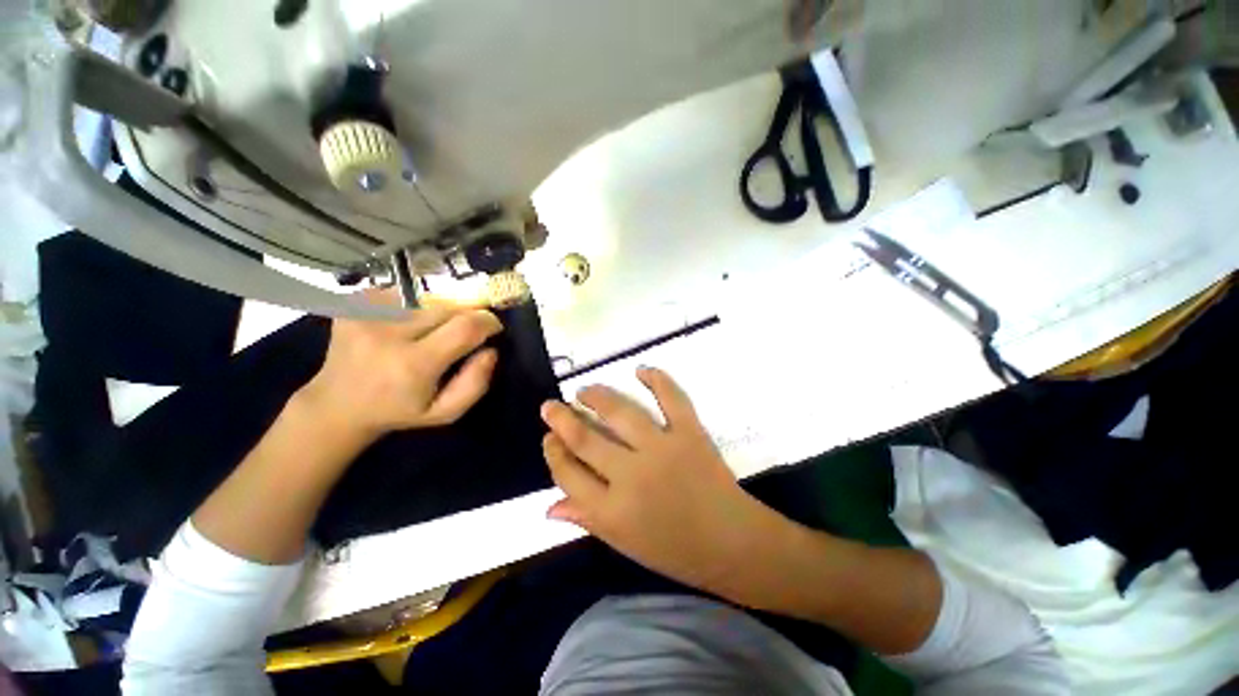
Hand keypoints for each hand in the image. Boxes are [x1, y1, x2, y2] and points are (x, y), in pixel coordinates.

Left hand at [297, 290, 502, 447]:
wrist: (336, 405)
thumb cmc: (398, 411)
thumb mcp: (445, 412)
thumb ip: (475, 384)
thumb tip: (490, 350)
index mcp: (412, 364)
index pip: (465, 326)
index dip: (487, 321)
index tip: (493, 327)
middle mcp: (387, 333)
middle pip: (447, 307)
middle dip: (465, 315)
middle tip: (464, 332)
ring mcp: (366, 315)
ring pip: (427, 299)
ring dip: (440, 312)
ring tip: (430, 333)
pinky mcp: (353, 305)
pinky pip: (402, 295)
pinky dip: (414, 307)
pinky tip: (404, 325)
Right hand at [540, 367, 785, 596]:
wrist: (732, 542)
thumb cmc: (675, 550)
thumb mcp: (624, 543)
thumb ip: (586, 520)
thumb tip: (549, 507)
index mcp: (612, 510)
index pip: (567, 474)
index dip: (554, 453)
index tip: (549, 438)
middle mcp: (631, 475)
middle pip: (585, 438)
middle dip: (562, 418)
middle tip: (552, 405)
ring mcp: (662, 449)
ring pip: (620, 412)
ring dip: (597, 395)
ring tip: (584, 390)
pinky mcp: (690, 433)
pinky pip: (672, 398)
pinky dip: (657, 379)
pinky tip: (641, 370)